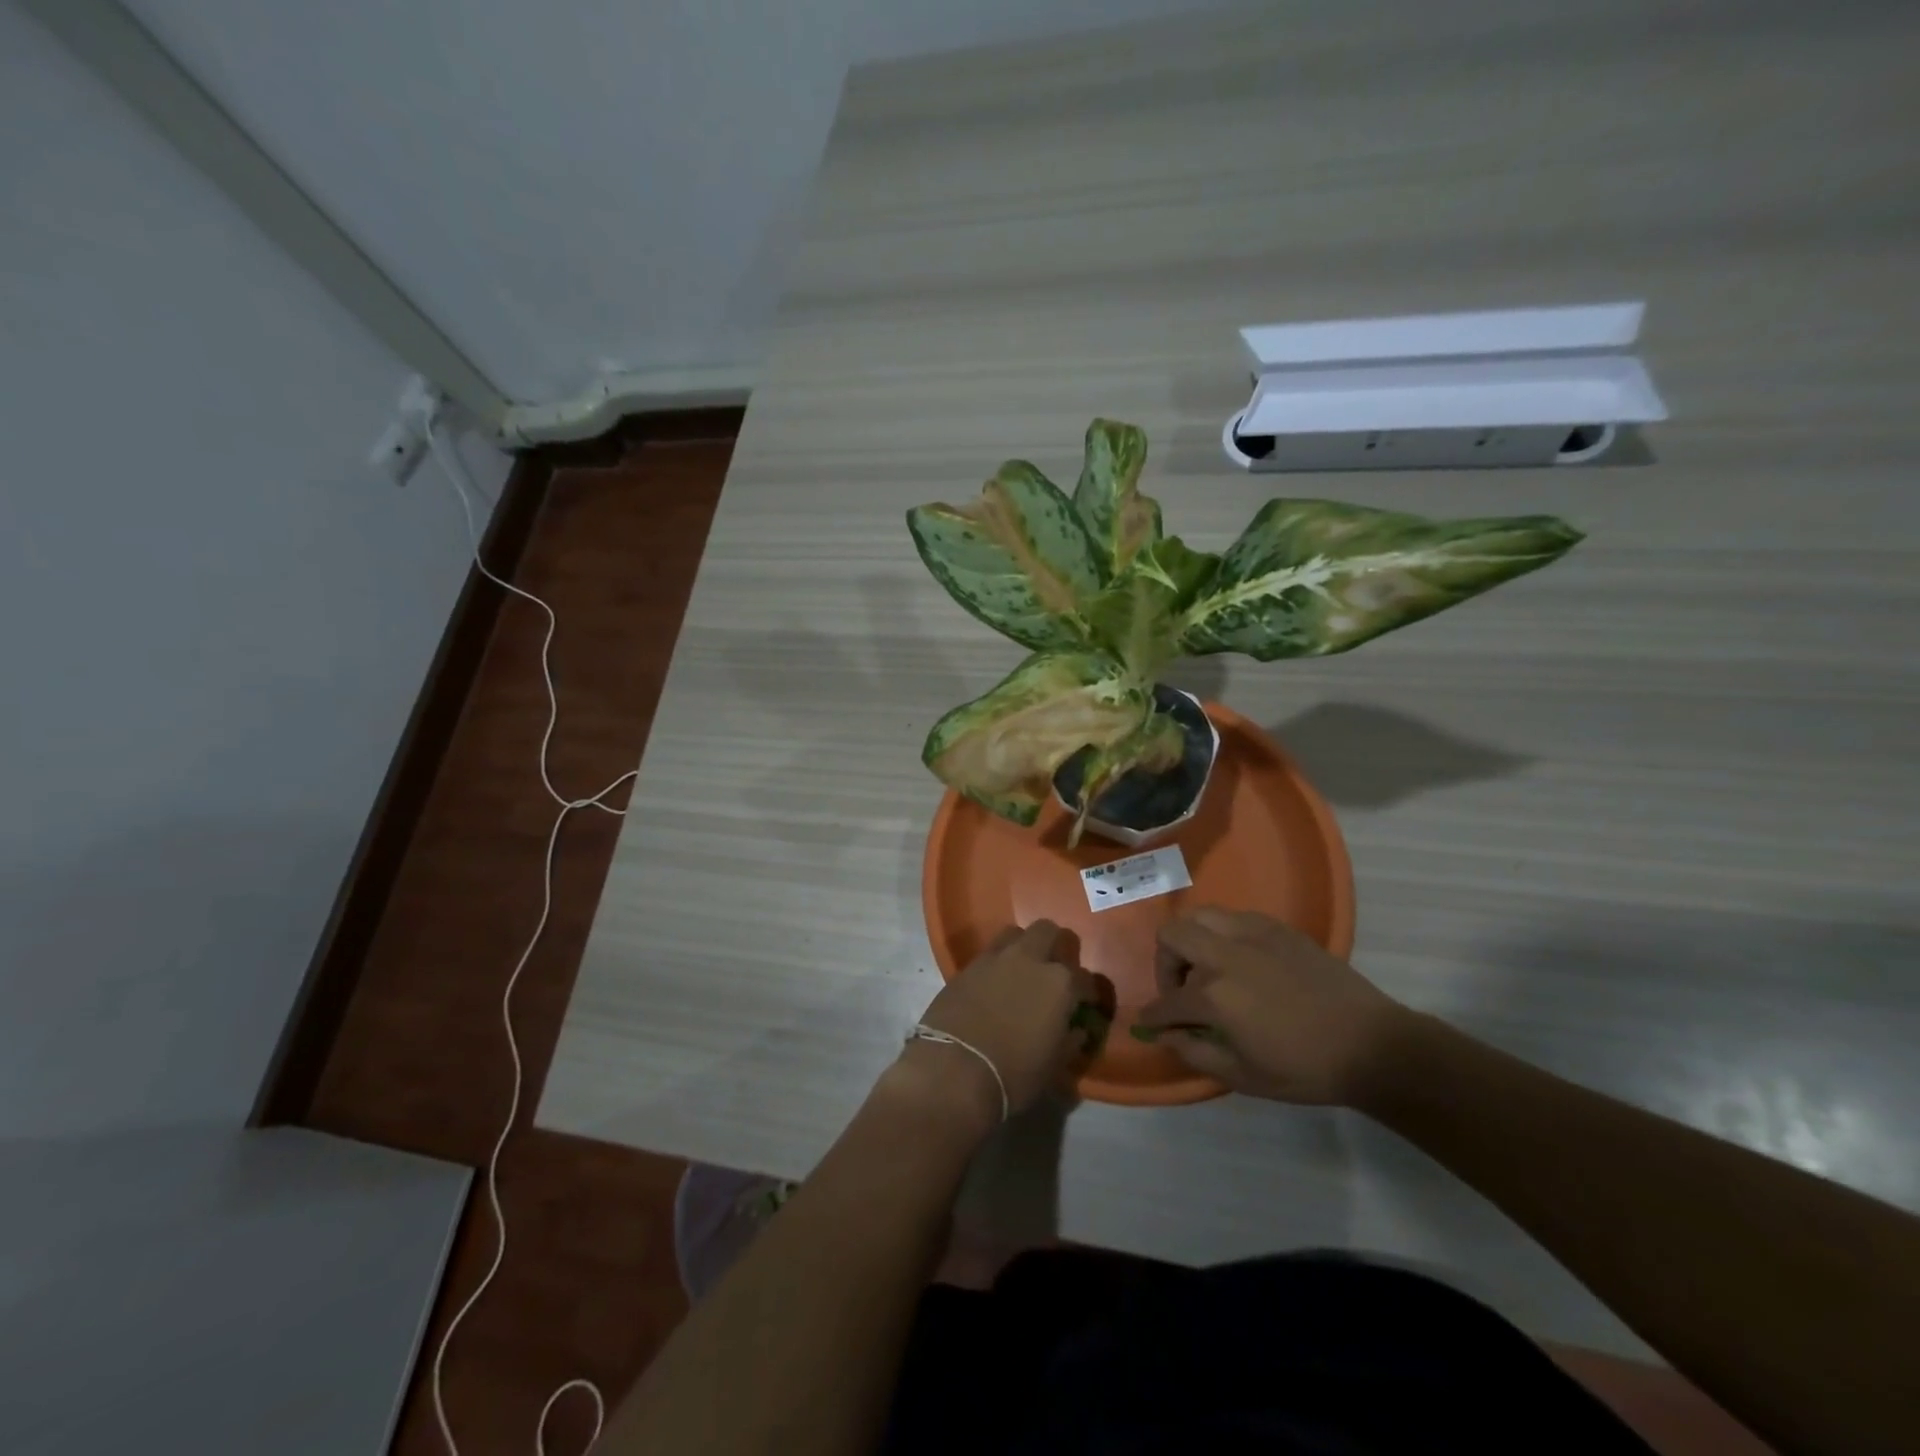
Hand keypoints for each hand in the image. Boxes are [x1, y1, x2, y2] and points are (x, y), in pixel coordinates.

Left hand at [903, 921, 1114, 1123]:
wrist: (954, 1069)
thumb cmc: (1014, 1074)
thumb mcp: (1054, 1066)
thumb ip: (1070, 1042)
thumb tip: (1076, 1030)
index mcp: (1060, 983)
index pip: (1086, 979)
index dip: (1089, 993)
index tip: (1086, 1005)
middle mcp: (1030, 959)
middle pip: (1048, 931)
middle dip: (1056, 946)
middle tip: (1055, 969)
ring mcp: (995, 958)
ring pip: (1015, 934)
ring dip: (1023, 946)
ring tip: (1023, 969)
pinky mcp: (966, 966)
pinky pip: (988, 953)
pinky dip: (997, 963)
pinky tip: (995, 983)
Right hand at [1134, 907, 1407, 1105]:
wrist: (1372, 1045)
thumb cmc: (1306, 1069)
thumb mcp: (1245, 1076)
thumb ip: (1195, 1053)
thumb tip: (1165, 1036)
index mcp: (1215, 996)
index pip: (1166, 1001)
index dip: (1153, 1015)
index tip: (1149, 1022)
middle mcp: (1225, 955)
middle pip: (1171, 936)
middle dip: (1165, 964)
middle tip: (1182, 990)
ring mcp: (1252, 935)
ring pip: (1199, 916)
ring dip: (1192, 942)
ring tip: (1209, 970)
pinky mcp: (1277, 928)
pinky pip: (1233, 918)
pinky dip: (1223, 935)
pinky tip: (1242, 962)